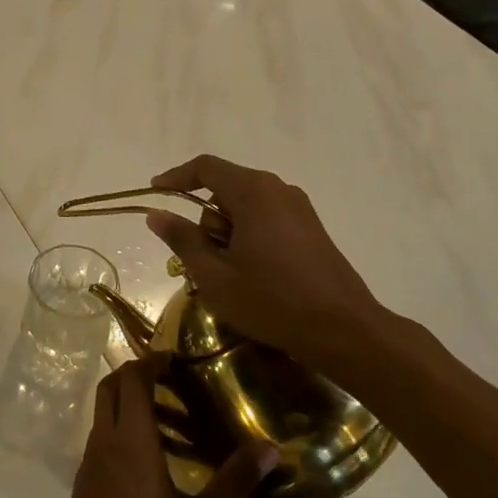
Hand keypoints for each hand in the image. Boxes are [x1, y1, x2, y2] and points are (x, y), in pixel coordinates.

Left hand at [36, 356, 275, 497]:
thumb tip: (269, 448)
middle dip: (136, 373)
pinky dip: (121, 429)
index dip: (150, 361)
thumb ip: (233, 484)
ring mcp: (87, 463)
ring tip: (171, 419)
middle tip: (173, 380)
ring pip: (103, 413)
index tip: (176, 357)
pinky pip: (100, 438)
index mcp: (130, 443)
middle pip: (110, 387)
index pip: (132, 379)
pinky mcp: (82, 484)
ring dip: (128, 402)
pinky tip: (151, 460)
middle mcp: (103, 443)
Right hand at [144, 154, 394, 363]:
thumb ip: (182, 239)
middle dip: (205, 219)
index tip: (154, 193)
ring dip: (227, 232)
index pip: (205, 168)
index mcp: (253, 192)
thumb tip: (157, 214)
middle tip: (201, 260)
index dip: (175, 177)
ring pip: (246, 206)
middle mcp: (278, 190)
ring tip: (228, 274)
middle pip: (225, 188)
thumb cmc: (271, 300)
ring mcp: (299, 208)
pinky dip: (248, 237)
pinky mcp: (311, 228)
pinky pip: (266, 219)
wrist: (343, 329)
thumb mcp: (215, 275)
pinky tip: (252, 274)